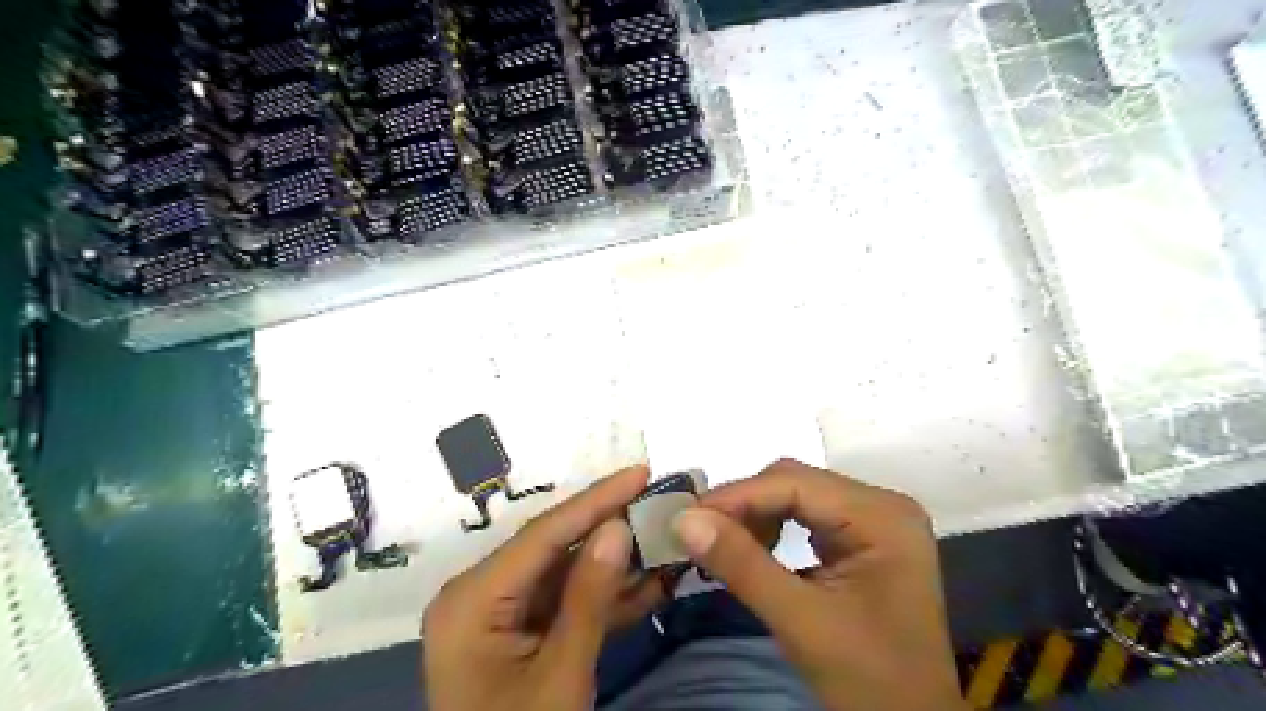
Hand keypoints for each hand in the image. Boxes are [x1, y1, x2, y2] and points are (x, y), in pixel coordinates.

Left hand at [421, 467, 664, 709]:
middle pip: (555, 547)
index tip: (640, 472)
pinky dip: (605, 597)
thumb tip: (618, 527)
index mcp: (472, 599)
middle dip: (610, 526)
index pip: (544, 534)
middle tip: (656, 499)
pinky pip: (566, 603)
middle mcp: (480, 594)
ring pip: (566, 574)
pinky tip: (648, 583)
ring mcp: (501, 614)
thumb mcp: (560, 677)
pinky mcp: (521, 633)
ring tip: (662, 537)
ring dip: (615, 563)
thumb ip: (589, 598)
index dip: (596, 500)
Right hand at [678, 459, 966, 710]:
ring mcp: (874, 521)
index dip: (736, 496)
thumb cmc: (868, 679)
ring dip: (754, 517)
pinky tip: (752, 550)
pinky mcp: (862, 540)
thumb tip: (683, 520)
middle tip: (698, 531)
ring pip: (797, 498)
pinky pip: (806, 518)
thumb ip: (741, 564)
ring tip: (720, 543)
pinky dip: (772, 530)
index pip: (794, 483)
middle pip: (795, 483)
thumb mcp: (800, 621)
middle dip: (744, 506)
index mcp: (880, 516)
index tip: (686, 516)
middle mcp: (881, 505)